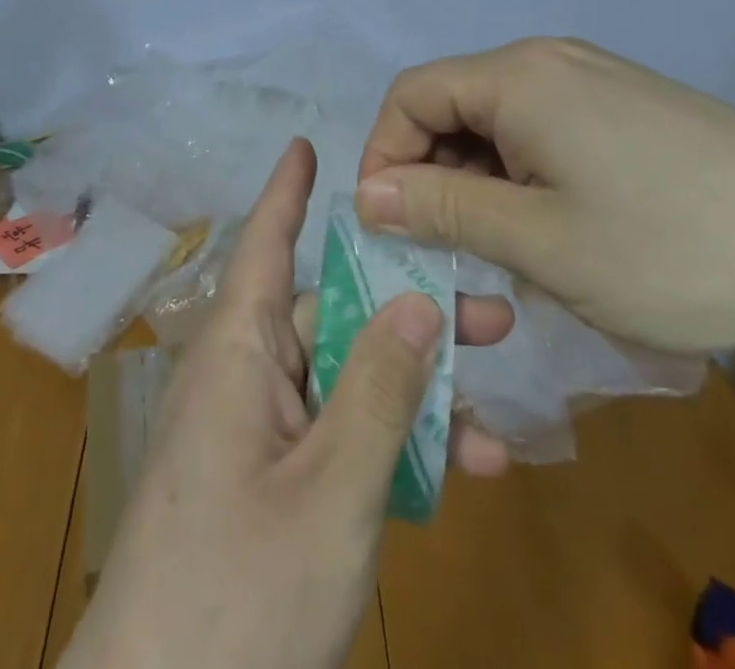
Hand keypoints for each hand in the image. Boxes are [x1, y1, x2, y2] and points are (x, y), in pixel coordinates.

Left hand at [63, 138, 512, 668]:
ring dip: (413, 393)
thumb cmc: (239, 590)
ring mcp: (256, 429)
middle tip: (494, 314)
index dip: (287, 192)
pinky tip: (457, 471)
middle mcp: (245, 373)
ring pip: (344, 380)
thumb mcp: (331, 492)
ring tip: (496, 419)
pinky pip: (336, 435)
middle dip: (407, 312)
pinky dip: (389, 444)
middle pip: (330, 315)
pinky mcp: (270, 479)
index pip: (263, 244)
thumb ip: (378, 392)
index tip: (308, 145)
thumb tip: (417, 300)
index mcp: (238, 350)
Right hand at [354, 38, 734, 354]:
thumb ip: (442, 210)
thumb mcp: (539, 242)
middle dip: (435, 177)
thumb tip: (366, 194)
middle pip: (454, 107)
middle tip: (450, 255)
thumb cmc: (673, 249)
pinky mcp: (632, 109)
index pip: (410, 96)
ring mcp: (597, 81)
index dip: (384, 157)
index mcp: (518, 76)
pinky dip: (527, 178)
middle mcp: (550, 61)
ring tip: (508, 255)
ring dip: (482, 185)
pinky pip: (547, 132)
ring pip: (500, 124)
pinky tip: (562, 232)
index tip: (390, 228)